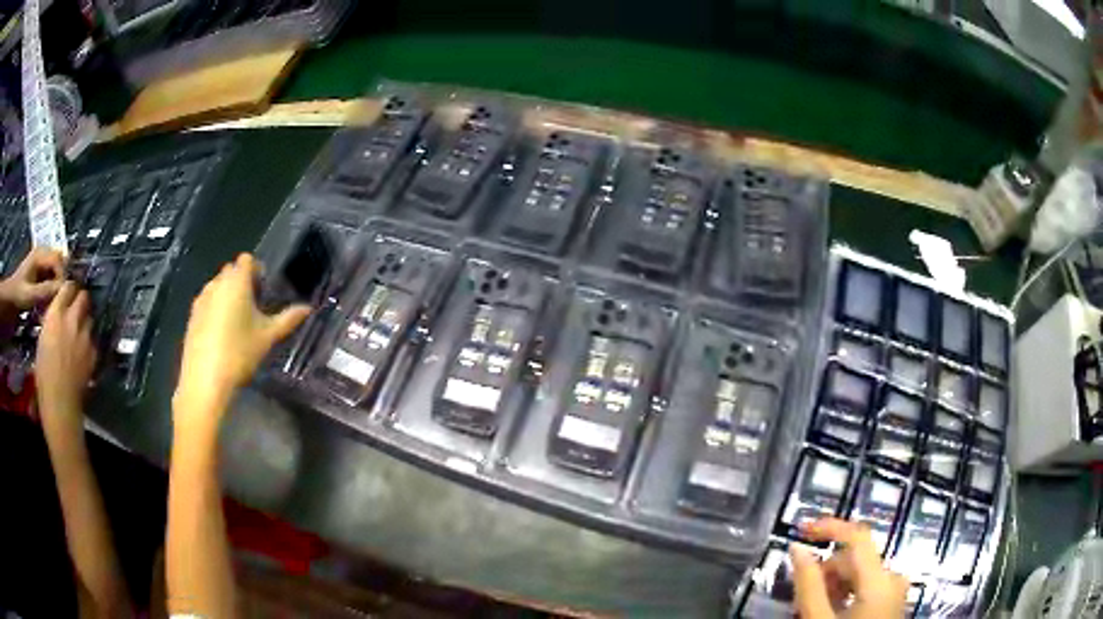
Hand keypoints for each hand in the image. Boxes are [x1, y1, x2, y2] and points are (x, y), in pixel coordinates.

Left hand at [0, 248, 63, 316]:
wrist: (9, 300)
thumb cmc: (18, 296)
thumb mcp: (30, 295)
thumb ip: (46, 291)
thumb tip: (63, 290)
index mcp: (40, 254)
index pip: (58, 259)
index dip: (63, 276)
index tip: (63, 296)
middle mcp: (42, 254)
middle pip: (59, 263)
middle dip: (61, 281)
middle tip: (60, 301)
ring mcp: (41, 263)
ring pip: (56, 271)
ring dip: (57, 286)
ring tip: (55, 303)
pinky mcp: (40, 273)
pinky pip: (51, 277)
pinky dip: (52, 289)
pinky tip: (49, 302)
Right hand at [35, 282, 96, 436]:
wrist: (60, 402)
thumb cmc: (44, 375)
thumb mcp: (42, 339)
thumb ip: (51, 322)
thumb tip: (57, 316)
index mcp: (56, 314)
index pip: (67, 287)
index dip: (69, 289)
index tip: (68, 292)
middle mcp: (72, 320)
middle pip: (83, 297)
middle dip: (81, 299)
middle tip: (77, 306)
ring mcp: (85, 336)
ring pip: (89, 317)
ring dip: (85, 320)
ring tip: (80, 329)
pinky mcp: (93, 353)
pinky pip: (93, 340)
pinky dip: (89, 341)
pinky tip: (84, 350)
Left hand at [174, 254, 308, 437]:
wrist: (205, 380)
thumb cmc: (239, 353)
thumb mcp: (267, 337)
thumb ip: (288, 319)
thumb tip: (308, 308)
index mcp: (236, 282)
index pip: (247, 259)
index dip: (257, 270)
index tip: (264, 290)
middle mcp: (216, 283)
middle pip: (231, 271)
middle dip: (242, 281)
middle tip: (254, 306)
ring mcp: (201, 299)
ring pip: (217, 286)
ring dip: (228, 295)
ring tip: (238, 321)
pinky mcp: (192, 316)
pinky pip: (207, 302)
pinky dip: (215, 309)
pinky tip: (222, 334)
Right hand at [790, 518, 908, 617]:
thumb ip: (808, 584)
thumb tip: (797, 548)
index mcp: (880, 580)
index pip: (858, 537)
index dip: (829, 527)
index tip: (800, 529)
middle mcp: (894, 578)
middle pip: (855, 559)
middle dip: (825, 572)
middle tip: (800, 597)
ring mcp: (895, 590)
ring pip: (859, 574)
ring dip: (833, 586)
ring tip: (812, 609)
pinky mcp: (892, 601)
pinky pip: (866, 587)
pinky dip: (845, 594)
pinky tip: (830, 612)